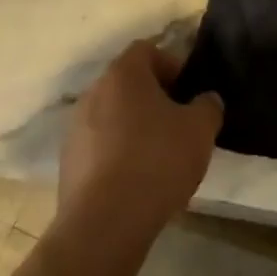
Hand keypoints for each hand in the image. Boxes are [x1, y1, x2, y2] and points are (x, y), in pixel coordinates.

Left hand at [58, 40, 223, 245]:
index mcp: (123, 73)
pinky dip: (116, 155)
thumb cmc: (156, 162)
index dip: (171, 66)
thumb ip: (208, 106)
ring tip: (157, 158)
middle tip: (177, 124)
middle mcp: (94, 91)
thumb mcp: (199, 131)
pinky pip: (99, 146)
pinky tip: (135, 182)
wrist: (104, 224)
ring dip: (133, 128)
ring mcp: (76, 127)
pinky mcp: (68, 162)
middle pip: (128, 83)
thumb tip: (206, 100)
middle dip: (153, 99)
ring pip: (112, 116)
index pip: (147, 51)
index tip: (187, 93)